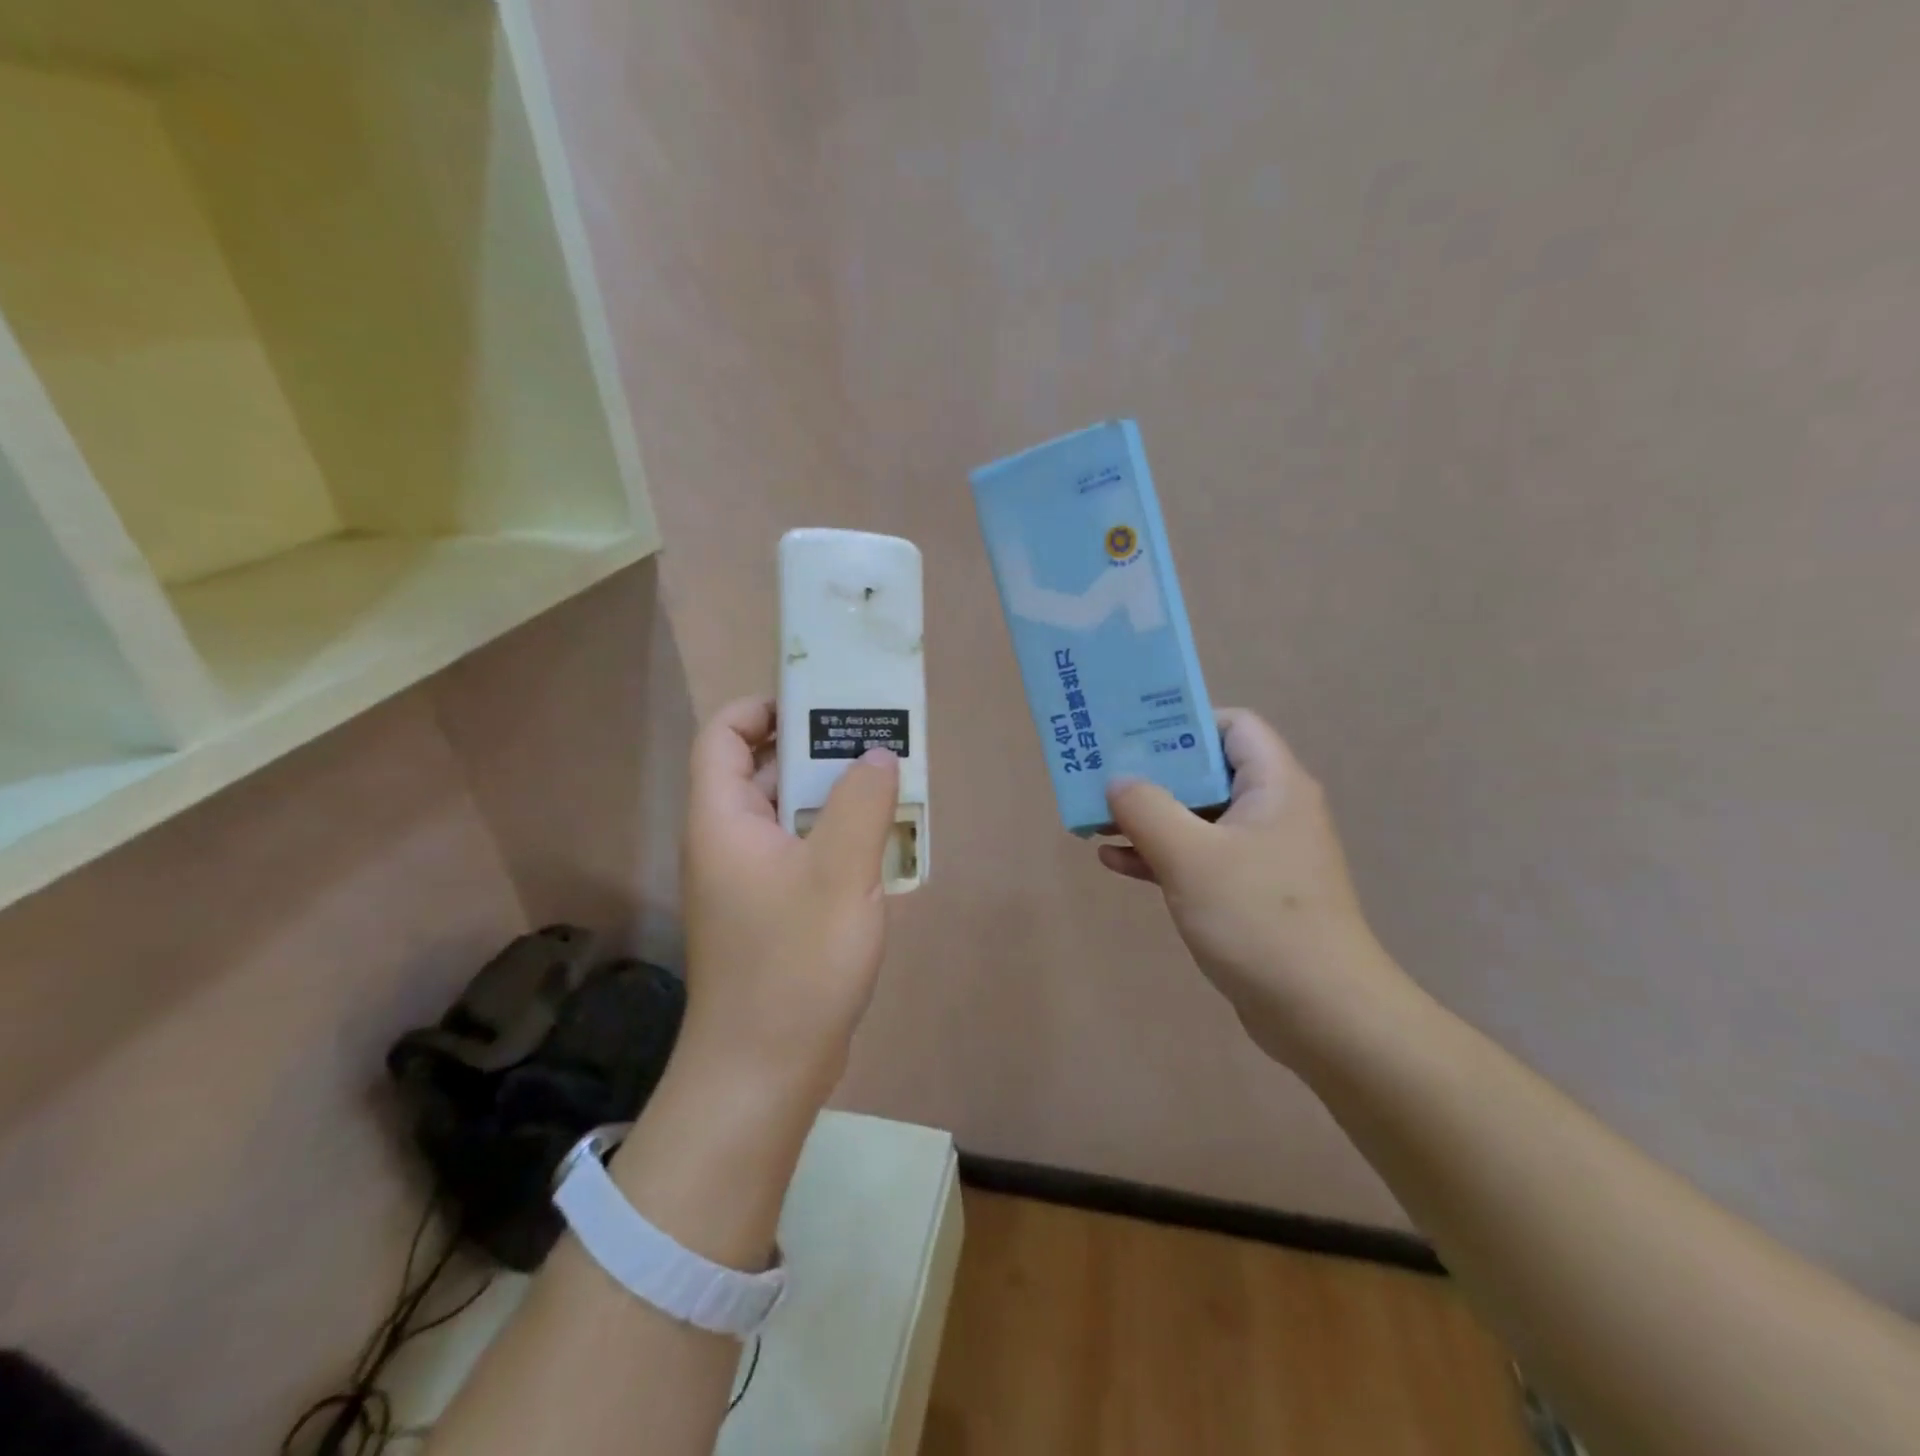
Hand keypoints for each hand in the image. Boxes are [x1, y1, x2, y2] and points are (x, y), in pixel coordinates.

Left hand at [677, 697, 900, 1105]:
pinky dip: (835, 838)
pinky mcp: (771, 912)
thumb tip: (875, 754)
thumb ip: (861, 803)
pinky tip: (880, 846)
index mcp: (723, 819)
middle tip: (873, 740)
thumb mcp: (839, 873)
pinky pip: (801, 853)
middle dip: (814, 749)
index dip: (762, 708)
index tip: (819, 703)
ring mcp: (748, 880)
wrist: (765, 1069)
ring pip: (788, 815)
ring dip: (833, 797)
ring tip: (888, 785)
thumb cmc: (795, 962)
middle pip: (761, 771)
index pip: (724, 736)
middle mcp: (727, 842)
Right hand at [1098, 709, 1406, 1064]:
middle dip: (1152, 772)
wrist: (1321, 1014)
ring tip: (1096, 818)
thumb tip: (1117, 780)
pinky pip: (1198, 858)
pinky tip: (1115, 862)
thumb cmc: (1258, 919)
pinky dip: (1160, 854)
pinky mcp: (1248, 893)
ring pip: (1197, 817)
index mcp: (1273, 785)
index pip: (1233, 725)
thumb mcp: (1190, 856)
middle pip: (1207, 770)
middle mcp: (1272, 810)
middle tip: (1100, 773)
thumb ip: (1146, 808)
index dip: (1184, 721)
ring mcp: (1261, 854)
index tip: (1133, 733)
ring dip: (1149, 816)